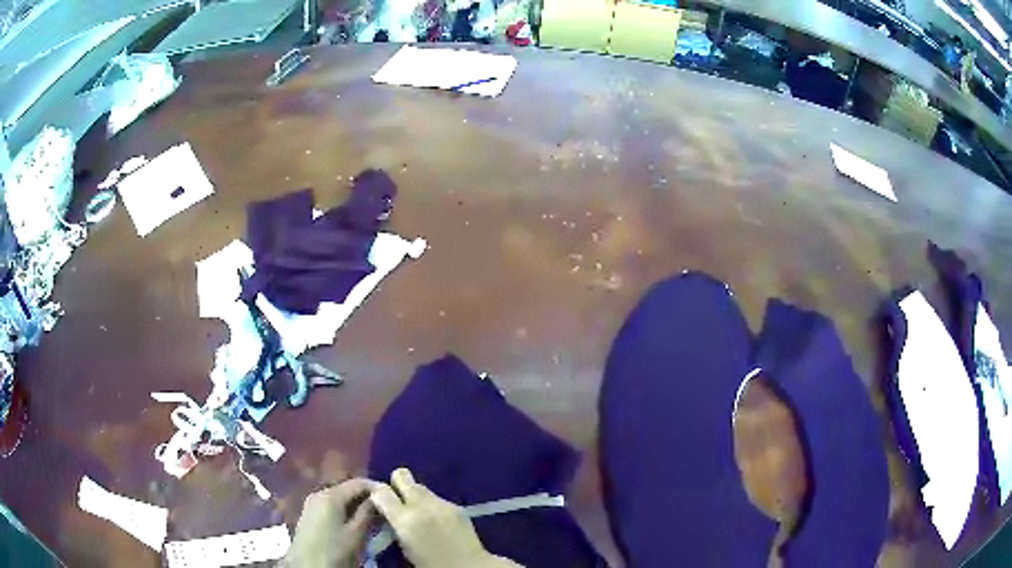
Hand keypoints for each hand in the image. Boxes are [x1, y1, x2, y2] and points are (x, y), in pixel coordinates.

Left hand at [284, 478, 378, 567]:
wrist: (307, 566)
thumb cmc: (334, 550)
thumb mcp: (356, 534)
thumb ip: (368, 513)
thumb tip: (379, 497)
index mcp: (330, 496)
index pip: (358, 482)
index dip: (377, 488)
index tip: (393, 498)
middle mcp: (318, 493)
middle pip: (347, 489)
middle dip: (366, 497)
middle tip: (385, 509)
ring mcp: (311, 504)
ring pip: (339, 498)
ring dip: (356, 505)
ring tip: (373, 517)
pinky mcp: (309, 515)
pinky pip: (331, 506)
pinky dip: (345, 511)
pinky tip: (355, 523)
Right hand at [370, 468, 521, 567]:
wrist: (469, 566)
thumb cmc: (431, 564)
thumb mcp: (404, 546)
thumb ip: (394, 524)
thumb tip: (387, 512)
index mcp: (405, 520)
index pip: (381, 491)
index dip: (377, 493)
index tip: (377, 501)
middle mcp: (422, 505)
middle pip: (402, 477)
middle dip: (397, 484)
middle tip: (397, 500)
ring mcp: (441, 503)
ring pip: (421, 487)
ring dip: (415, 495)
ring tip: (418, 512)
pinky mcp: (457, 506)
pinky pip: (436, 498)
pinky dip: (431, 505)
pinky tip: (436, 519)